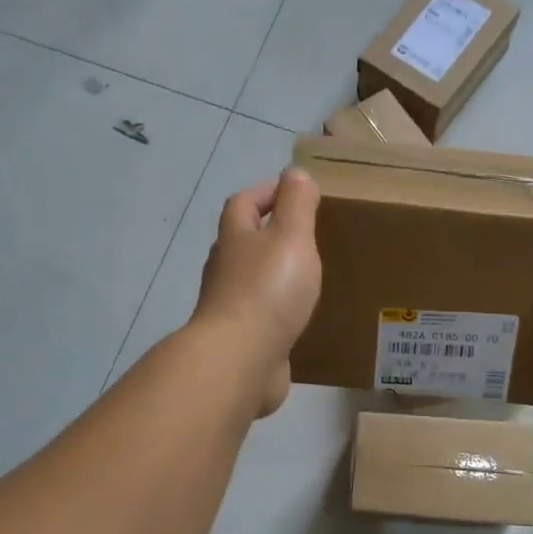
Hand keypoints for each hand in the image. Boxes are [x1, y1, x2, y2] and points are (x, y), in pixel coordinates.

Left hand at [194, 167, 322, 416]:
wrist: (240, 359)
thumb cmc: (268, 290)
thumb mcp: (290, 236)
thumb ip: (296, 203)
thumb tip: (295, 174)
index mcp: (235, 237)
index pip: (243, 203)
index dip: (266, 192)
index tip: (295, 192)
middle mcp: (225, 268)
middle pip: (243, 241)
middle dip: (269, 233)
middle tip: (307, 235)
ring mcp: (228, 305)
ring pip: (251, 279)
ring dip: (274, 273)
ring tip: (308, 275)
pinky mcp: (239, 337)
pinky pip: (260, 314)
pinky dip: (277, 309)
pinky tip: (299, 317)